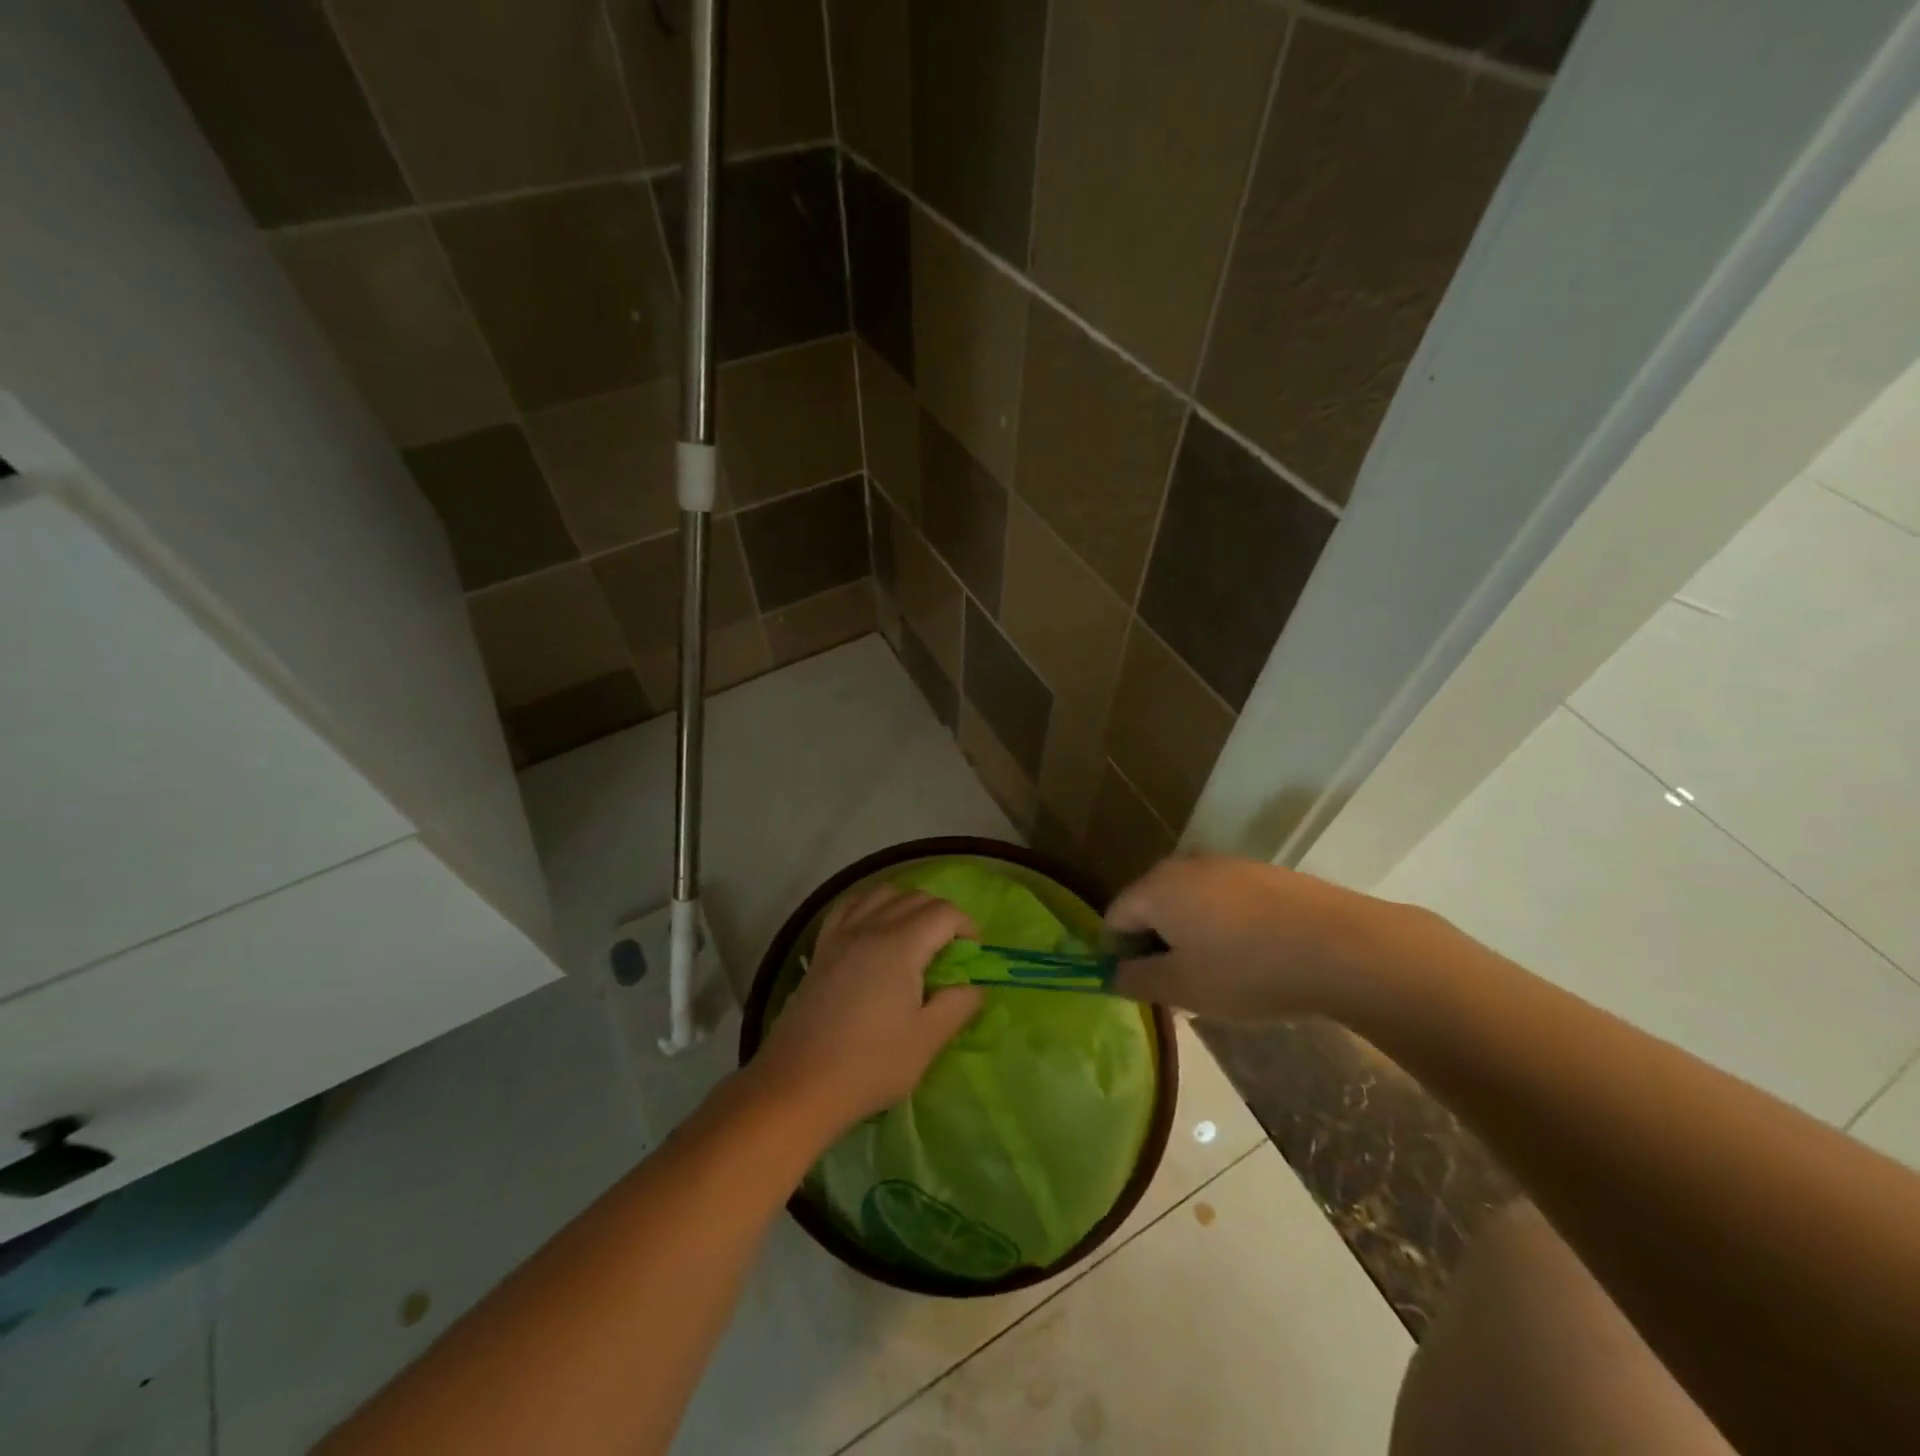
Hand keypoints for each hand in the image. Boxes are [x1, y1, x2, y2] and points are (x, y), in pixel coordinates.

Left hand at [750, 884, 982, 1133]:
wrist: (798, 1085)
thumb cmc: (869, 1065)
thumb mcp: (927, 1041)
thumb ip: (959, 1005)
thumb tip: (975, 985)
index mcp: (900, 946)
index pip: (944, 912)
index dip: (967, 927)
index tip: (973, 956)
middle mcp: (869, 928)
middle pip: (915, 898)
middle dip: (942, 916)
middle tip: (950, 954)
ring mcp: (840, 935)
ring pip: (881, 894)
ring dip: (907, 906)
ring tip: (915, 940)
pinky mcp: (821, 949)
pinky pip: (849, 907)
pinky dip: (869, 907)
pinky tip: (874, 931)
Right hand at [1106, 854, 1406, 1020]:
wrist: (1342, 947)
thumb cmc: (1248, 969)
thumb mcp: (1183, 988)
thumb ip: (1136, 980)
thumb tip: (1114, 973)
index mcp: (1156, 888)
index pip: (1114, 917)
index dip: (1118, 955)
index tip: (1142, 987)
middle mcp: (1184, 865)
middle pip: (1150, 905)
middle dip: (1155, 945)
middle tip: (1178, 986)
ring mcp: (1226, 864)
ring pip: (1188, 902)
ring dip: (1190, 936)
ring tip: (1219, 975)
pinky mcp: (1262, 873)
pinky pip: (1223, 900)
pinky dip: (1222, 926)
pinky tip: (1251, 957)